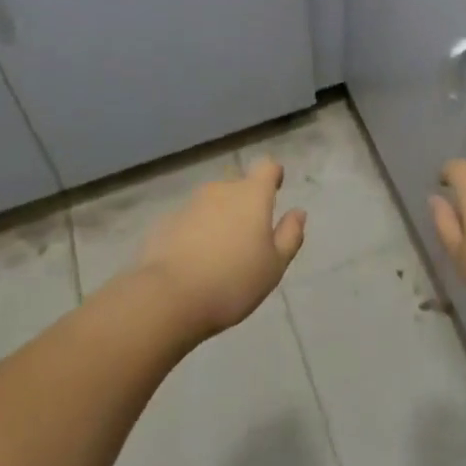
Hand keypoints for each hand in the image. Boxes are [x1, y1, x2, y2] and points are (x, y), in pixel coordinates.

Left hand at [134, 158, 305, 340]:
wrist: (169, 297)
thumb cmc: (233, 281)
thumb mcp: (274, 265)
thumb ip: (289, 235)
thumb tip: (298, 212)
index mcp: (251, 195)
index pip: (266, 167)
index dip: (273, 175)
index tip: (276, 189)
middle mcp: (220, 190)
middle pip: (238, 187)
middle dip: (245, 204)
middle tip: (249, 238)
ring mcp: (190, 204)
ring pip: (212, 204)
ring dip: (220, 219)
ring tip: (221, 255)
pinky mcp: (166, 222)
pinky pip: (190, 221)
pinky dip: (196, 233)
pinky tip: (195, 262)